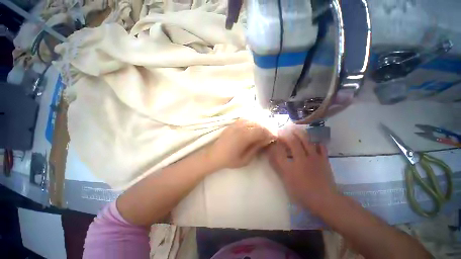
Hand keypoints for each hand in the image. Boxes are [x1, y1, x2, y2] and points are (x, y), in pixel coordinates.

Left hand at [207, 119, 274, 169]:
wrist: (214, 154)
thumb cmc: (229, 159)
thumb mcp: (245, 159)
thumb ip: (256, 148)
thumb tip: (266, 140)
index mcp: (244, 136)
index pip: (262, 130)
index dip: (270, 133)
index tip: (273, 138)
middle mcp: (241, 127)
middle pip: (259, 123)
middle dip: (267, 128)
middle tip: (270, 135)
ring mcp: (236, 123)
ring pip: (253, 119)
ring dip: (261, 124)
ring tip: (263, 131)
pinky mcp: (233, 123)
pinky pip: (246, 119)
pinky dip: (253, 121)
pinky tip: (254, 127)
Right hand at [267, 126, 336, 212]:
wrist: (325, 200)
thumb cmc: (302, 193)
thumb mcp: (286, 182)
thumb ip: (278, 168)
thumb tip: (271, 155)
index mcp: (290, 167)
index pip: (279, 150)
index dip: (275, 143)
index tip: (272, 138)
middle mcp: (301, 159)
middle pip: (292, 142)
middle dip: (286, 134)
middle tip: (282, 130)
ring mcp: (314, 158)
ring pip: (306, 141)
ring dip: (299, 133)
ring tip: (294, 129)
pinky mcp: (324, 160)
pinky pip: (321, 147)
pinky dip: (316, 142)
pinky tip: (313, 140)